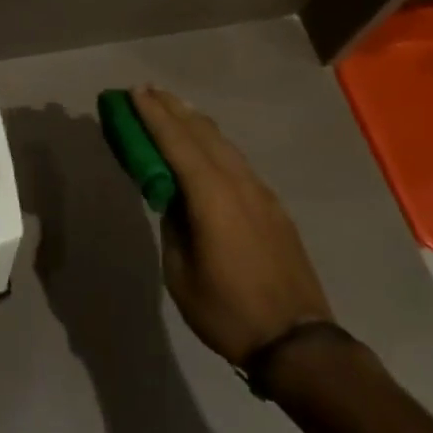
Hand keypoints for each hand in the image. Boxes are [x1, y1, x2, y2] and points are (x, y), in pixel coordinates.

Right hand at [132, 86, 333, 364]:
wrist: (297, 341)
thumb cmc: (228, 311)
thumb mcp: (181, 274)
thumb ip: (174, 226)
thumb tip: (173, 199)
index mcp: (211, 195)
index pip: (176, 142)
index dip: (153, 115)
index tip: (135, 92)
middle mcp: (238, 181)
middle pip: (202, 132)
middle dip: (173, 109)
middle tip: (148, 91)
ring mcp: (260, 191)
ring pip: (223, 143)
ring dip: (195, 123)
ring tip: (174, 109)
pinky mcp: (273, 205)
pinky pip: (237, 160)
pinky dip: (214, 144)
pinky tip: (207, 148)